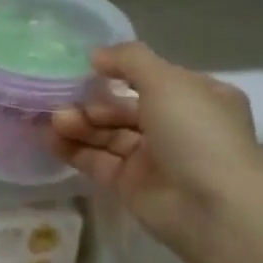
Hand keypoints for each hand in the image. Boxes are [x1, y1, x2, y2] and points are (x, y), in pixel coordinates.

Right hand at [50, 42, 262, 250]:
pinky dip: (73, 150)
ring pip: (107, 135)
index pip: (151, 79)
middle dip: (91, 103)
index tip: (84, 68)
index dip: (118, 72)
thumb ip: (129, 60)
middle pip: (123, 108)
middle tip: (60, 101)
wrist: (212, 207)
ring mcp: (152, 158)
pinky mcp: (130, 185)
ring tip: (53, 120)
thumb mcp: (166, 81)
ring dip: (78, 125)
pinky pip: (96, 161)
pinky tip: (49, 140)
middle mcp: (175, 126)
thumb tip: (95, 55)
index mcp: (196, 98)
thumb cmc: (196, 133)